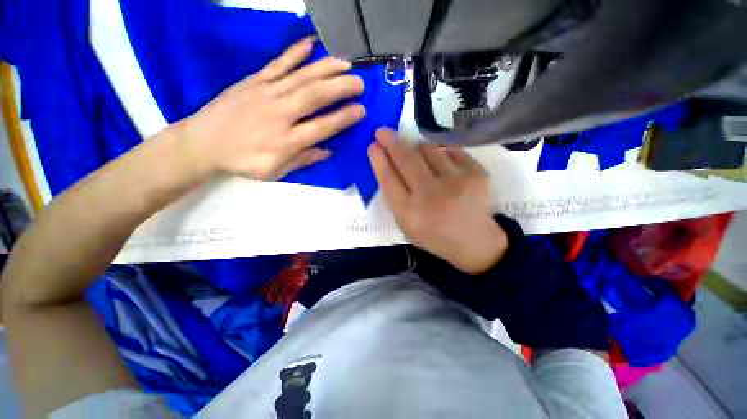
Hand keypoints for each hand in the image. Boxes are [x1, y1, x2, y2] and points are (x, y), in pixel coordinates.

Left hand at [175, 37, 365, 180]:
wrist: (203, 143)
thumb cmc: (243, 162)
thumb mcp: (276, 171)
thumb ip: (303, 160)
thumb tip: (328, 151)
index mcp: (286, 141)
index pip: (322, 127)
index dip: (344, 118)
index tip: (361, 110)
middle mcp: (279, 114)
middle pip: (315, 96)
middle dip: (341, 88)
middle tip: (360, 83)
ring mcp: (266, 93)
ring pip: (301, 77)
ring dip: (326, 68)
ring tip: (345, 63)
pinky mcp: (253, 81)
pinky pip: (277, 64)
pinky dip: (294, 53)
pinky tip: (310, 44)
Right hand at [368, 128, 508, 274]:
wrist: (475, 242)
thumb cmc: (435, 234)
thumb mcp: (407, 224)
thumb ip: (395, 196)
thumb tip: (388, 162)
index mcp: (410, 214)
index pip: (388, 180)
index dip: (378, 160)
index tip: (373, 146)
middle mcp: (431, 196)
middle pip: (406, 160)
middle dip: (391, 142)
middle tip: (383, 132)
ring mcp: (456, 183)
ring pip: (428, 149)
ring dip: (418, 149)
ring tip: (421, 160)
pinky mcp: (477, 174)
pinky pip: (450, 151)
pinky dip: (442, 155)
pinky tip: (444, 168)